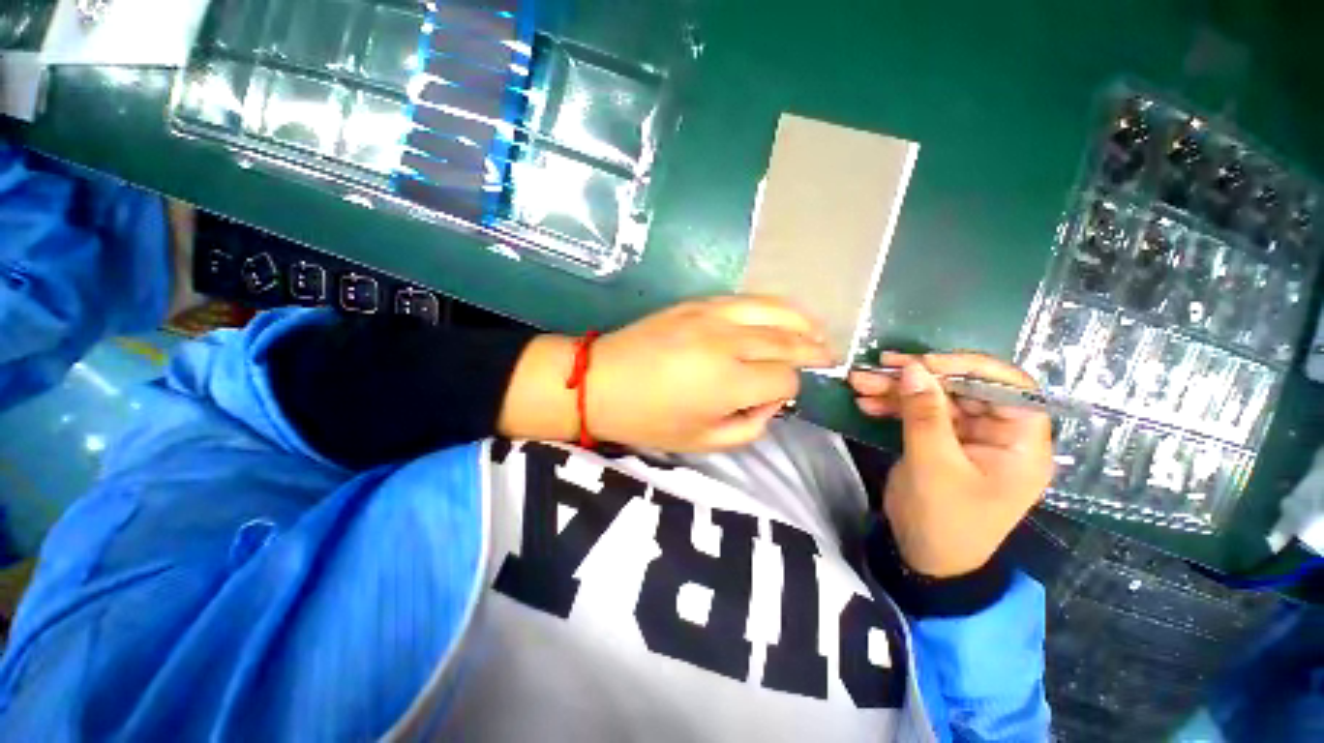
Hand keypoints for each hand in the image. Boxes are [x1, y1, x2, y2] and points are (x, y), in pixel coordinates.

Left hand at [500, 296, 834, 452]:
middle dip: (813, 350)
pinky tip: (782, 313)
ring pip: (774, 311)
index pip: (784, 379)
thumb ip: (749, 427)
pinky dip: (772, 306)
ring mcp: (712, 315)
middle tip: (830, 356)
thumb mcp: (702, 442)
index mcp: (729, 382)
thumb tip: (770, 403)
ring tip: (818, 331)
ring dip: (802, 321)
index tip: (774, 399)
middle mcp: (728, 342)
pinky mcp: (697, 303)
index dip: (787, 391)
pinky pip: (746, 300)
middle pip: (787, 341)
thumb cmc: (647, 419)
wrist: (600, 380)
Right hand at [848, 352, 1053, 577]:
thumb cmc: (943, 519)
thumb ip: (925, 414)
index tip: (923, 362)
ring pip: (934, 399)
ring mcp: (967, 438)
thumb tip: (913, 367)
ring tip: (858, 382)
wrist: (922, 557)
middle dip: (917, 377)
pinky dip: (892, 407)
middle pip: (963, 389)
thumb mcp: (933, 465)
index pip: (1010, 386)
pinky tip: (865, 403)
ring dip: (896, 390)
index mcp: (1020, 443)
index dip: (969, 367)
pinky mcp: (941, 443)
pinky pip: (919, 415)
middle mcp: (999, 434)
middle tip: (877, 367)